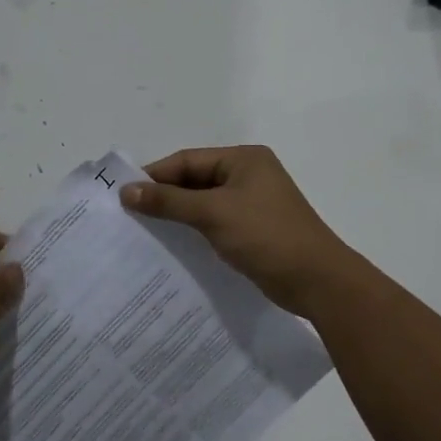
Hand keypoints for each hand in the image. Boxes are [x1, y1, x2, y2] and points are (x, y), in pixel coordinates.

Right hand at [120, 146, 355, 316]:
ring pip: (203, 203)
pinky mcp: (253, 229)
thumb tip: (126, 191)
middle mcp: (248, 175)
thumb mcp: (213, 214)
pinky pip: (214, 222)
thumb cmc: (266, 236)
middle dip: (164, 196)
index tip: (124, 195)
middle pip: (194, 180)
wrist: (316, 280)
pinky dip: (193, 230)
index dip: (155, 176)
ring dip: (176, 215)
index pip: (187, 160)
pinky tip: (172, 245)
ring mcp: (252, 203)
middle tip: (129, 215)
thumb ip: (169, 201)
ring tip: (143, 231)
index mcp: (244, 159)